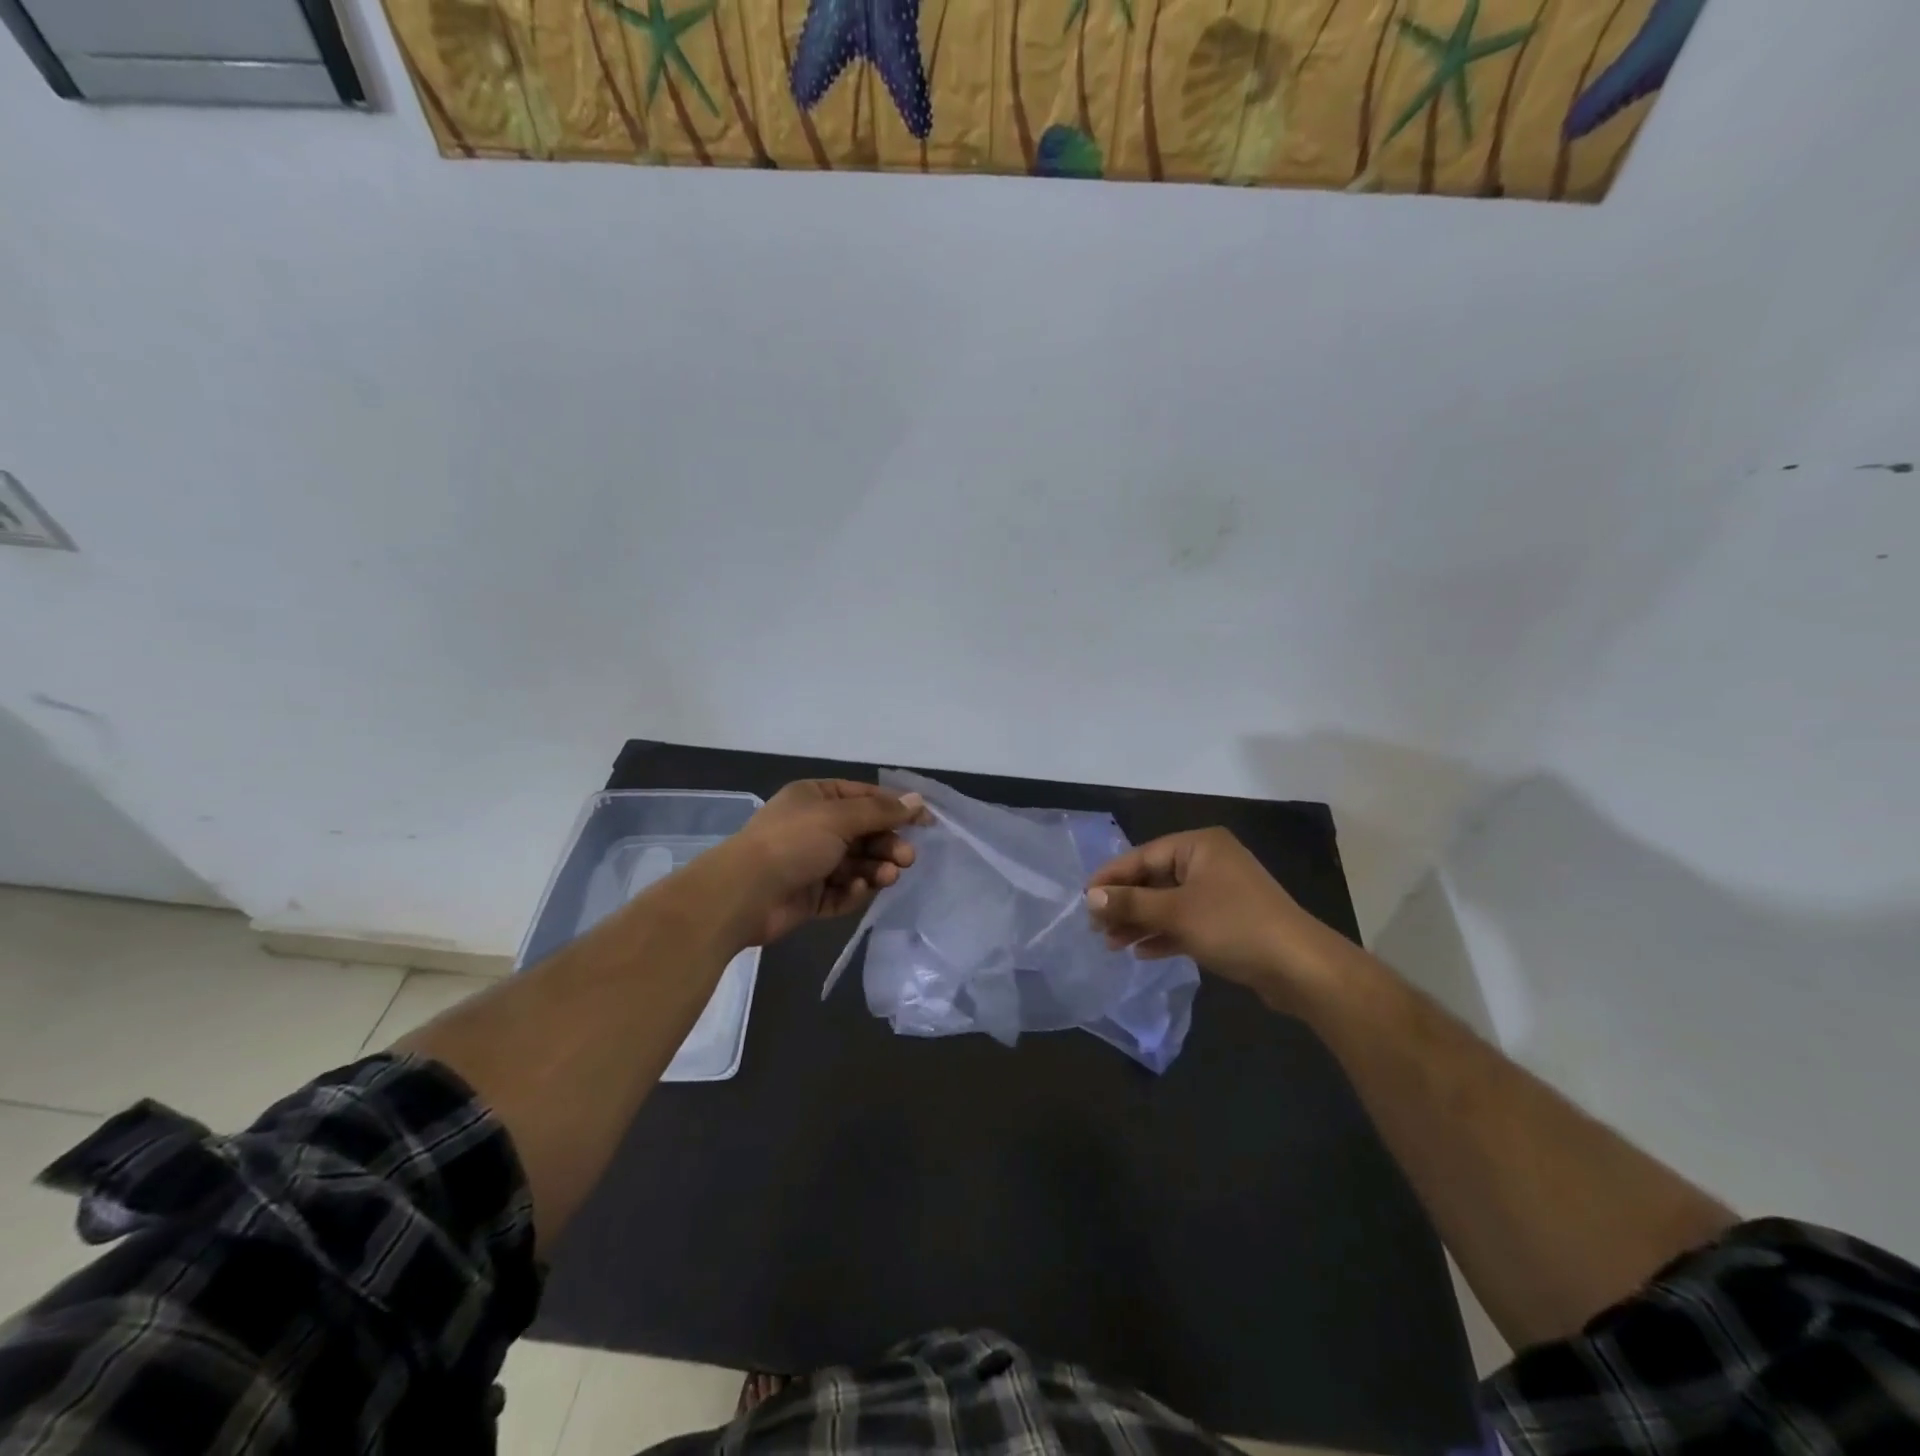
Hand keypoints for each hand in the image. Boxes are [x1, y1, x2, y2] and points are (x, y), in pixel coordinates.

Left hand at [719, 780, 928, 945]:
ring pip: (857, 864)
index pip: (864, 797)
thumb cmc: (793, 842)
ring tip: (889, 876)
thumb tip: (917, 801)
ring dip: (876, 869)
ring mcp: (811, 863)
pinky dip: (854, 891)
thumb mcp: (840, 817)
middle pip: (864, 833)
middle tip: (908, 857)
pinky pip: (842, 891)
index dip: (896, 808)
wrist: (744, 894)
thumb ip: (881, 811)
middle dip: (887, 844)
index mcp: (816, 798)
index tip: (926, 822)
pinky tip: (859, 890)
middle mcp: (814, 827)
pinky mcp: (810, 896)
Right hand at [1085, 828, 1345, 1007]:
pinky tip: (1141, 952)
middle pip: (1154, 879)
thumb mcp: (1176, 913)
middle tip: (1095, 927)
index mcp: (1199, 846)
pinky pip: (1186, 921)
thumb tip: (1090, 897)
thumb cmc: (1234, 926)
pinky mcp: (1228, 921)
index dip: (1111, 878)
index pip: (1143, 856)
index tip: (1083, 898)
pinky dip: (1164, 934)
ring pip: (1168, 903)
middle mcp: (1209, 862)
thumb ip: (1131, 904)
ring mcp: (1220, 892)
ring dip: (1140, 922)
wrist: (1300, 968)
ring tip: (1111, 944)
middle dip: (1125, 904)